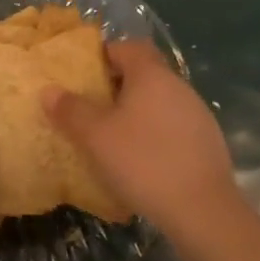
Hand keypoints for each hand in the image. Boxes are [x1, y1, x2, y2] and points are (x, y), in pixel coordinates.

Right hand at [43, 40, 235, 240]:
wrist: (204, 213)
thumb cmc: (143, 161)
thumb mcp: (95, 136)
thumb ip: (70, 110)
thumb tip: (49, 90)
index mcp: (151, 74)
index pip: (126, 47)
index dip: (104, 56)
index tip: (85, 77)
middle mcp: (178, 85)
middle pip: (144, 73)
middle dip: (118, 87)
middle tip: (94, 109)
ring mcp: (198, 115)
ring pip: (160, 101)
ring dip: (139, 113)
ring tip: (116, 138)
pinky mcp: (210, 144)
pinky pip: (175, 127)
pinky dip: (157, 135)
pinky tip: (145, 163)